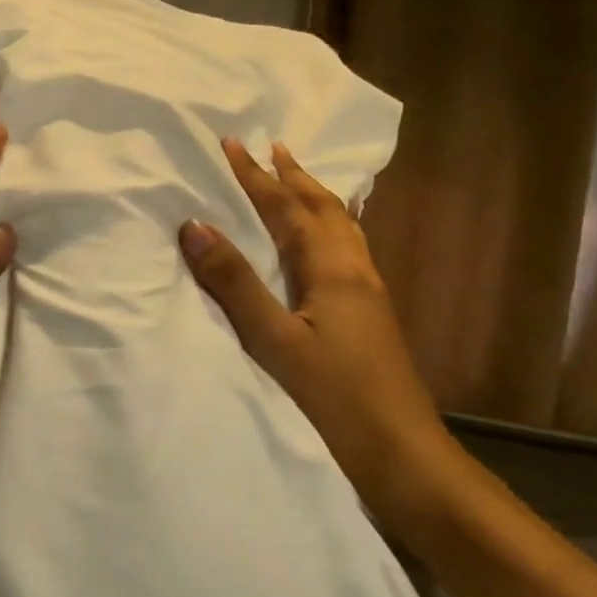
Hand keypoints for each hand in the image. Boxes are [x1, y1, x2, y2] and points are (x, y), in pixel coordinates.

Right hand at [178, 137, 448, 517]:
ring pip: (341, 228)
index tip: (232, 143)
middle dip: (294, 176)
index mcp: (331, 270)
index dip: (257, 176)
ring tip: (300, 180)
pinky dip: (332, 227)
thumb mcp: (274, 340)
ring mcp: (368, 293)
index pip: (287, 209)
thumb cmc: (334, 397)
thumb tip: (195, 225)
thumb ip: (235, 283)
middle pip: (323, 209)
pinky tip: (330, 242)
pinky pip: (348, 250)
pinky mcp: (370, 315)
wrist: (401, 453)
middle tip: (273, 147)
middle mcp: (355, 271)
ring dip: (315, 198)